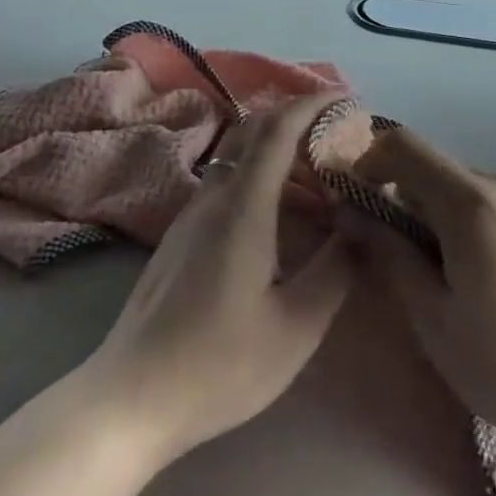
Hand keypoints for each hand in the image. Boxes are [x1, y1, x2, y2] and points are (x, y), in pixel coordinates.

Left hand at [79, 95, 356, 462]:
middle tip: (338, 132)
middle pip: (253, 131)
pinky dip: (261, 173)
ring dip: (278, 147)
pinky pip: (227, 181)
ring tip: (319, 173)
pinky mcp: (182, 234)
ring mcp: (191, 214)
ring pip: (238, 156)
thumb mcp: (295, 327)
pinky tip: (282, 212)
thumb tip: (364, 226)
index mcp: (242, 208)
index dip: (312, 105)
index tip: (345, 98)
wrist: (131, 397)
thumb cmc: (219, 365)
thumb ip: (336, 270)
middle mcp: (213, 196)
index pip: (277, 130)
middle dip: (297, 117)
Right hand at [345, 127, 495, 487]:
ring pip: (470, 192)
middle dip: (406, 202)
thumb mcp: (434, 319)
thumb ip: (389, 253)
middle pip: (437, 171)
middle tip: (403, 263)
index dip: (369, 162)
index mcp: (470, 200)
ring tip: (453, 283)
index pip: (403, 144)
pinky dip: (480, 228)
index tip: (358, 206)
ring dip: (444, 219)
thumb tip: (350, 210)